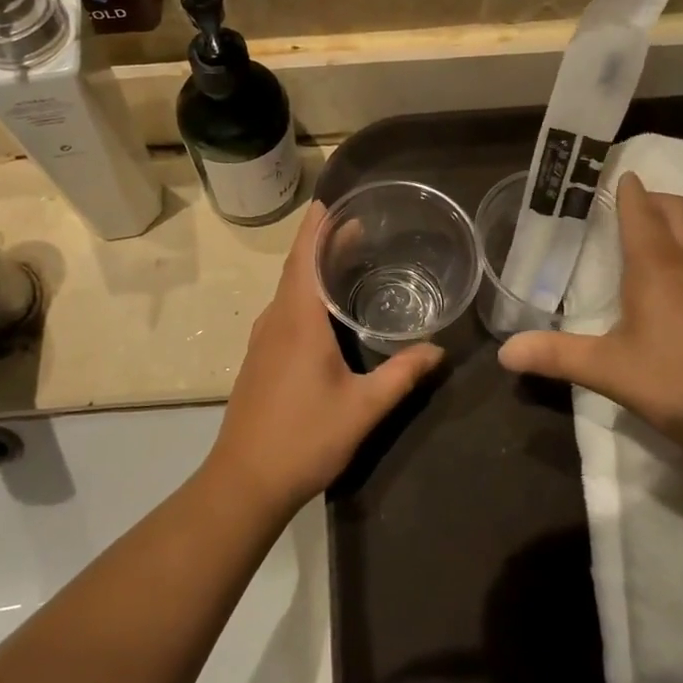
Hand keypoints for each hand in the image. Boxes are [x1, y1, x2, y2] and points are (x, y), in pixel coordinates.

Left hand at [206, 202, 443, 514]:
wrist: (244, 482)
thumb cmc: (304, 438)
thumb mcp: (363, 408)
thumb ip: (402, 375)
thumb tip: (438, 351)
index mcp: (297, 320)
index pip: (304, 256)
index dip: (317, 226)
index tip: (333, 200)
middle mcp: (275, 320)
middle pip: (297, 268)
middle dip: (323, 242)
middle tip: (358, 226)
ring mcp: (263, 340)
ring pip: (289, 290)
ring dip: (313, 268)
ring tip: (346, 259)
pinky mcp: (259, 358)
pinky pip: (284, 310)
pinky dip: (305, 294)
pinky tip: (326, 310)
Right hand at [497, 173, 682, 451]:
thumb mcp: (611, 371)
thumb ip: (557, 356)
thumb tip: (504, 353)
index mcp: (659, 265)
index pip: (641, 212)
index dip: (629, 191)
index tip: (622, 174)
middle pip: (682, 210)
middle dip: (659, 200)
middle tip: (638, 207)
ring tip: (665, 249)